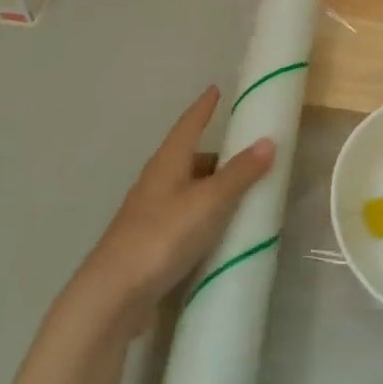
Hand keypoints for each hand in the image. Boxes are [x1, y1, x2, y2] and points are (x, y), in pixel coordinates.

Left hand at [74, 86, 275, 326]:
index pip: (189, 124)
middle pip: (188, 158)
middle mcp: (156, 181)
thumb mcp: (209, 201)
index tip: (215, 89)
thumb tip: (267, 140)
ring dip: (210, 187)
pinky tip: (217, 230)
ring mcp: (150, 212)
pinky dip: (203, 214)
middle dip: (215, 155)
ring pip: (186, 188)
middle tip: (245, 157)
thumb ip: (239, 173)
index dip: (203, 107)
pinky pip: (184, 215)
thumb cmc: (163, 236)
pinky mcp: (150, 242)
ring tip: (239, 196)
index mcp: (168, 162)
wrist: (115, 294)